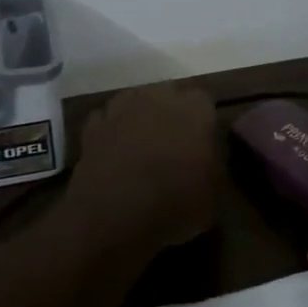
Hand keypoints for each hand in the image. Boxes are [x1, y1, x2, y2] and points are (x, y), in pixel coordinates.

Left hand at [70, 83, 221, 251]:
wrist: (113, 213)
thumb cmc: (174, 203)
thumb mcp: (214, 196)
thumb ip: (214, 167)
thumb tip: (208, 160)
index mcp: (194, 110)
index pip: (204, 101)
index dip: (203, 121)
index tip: (203, 141)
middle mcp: (158, 98)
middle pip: (168, 93)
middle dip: (171, 112)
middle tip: (173, 142)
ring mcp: (121, 108)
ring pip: (134, 100)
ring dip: (139, 116)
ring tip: (142, 144)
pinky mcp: (93, 125)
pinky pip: (106, 119)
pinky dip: (111, 130)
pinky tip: (115, 150)